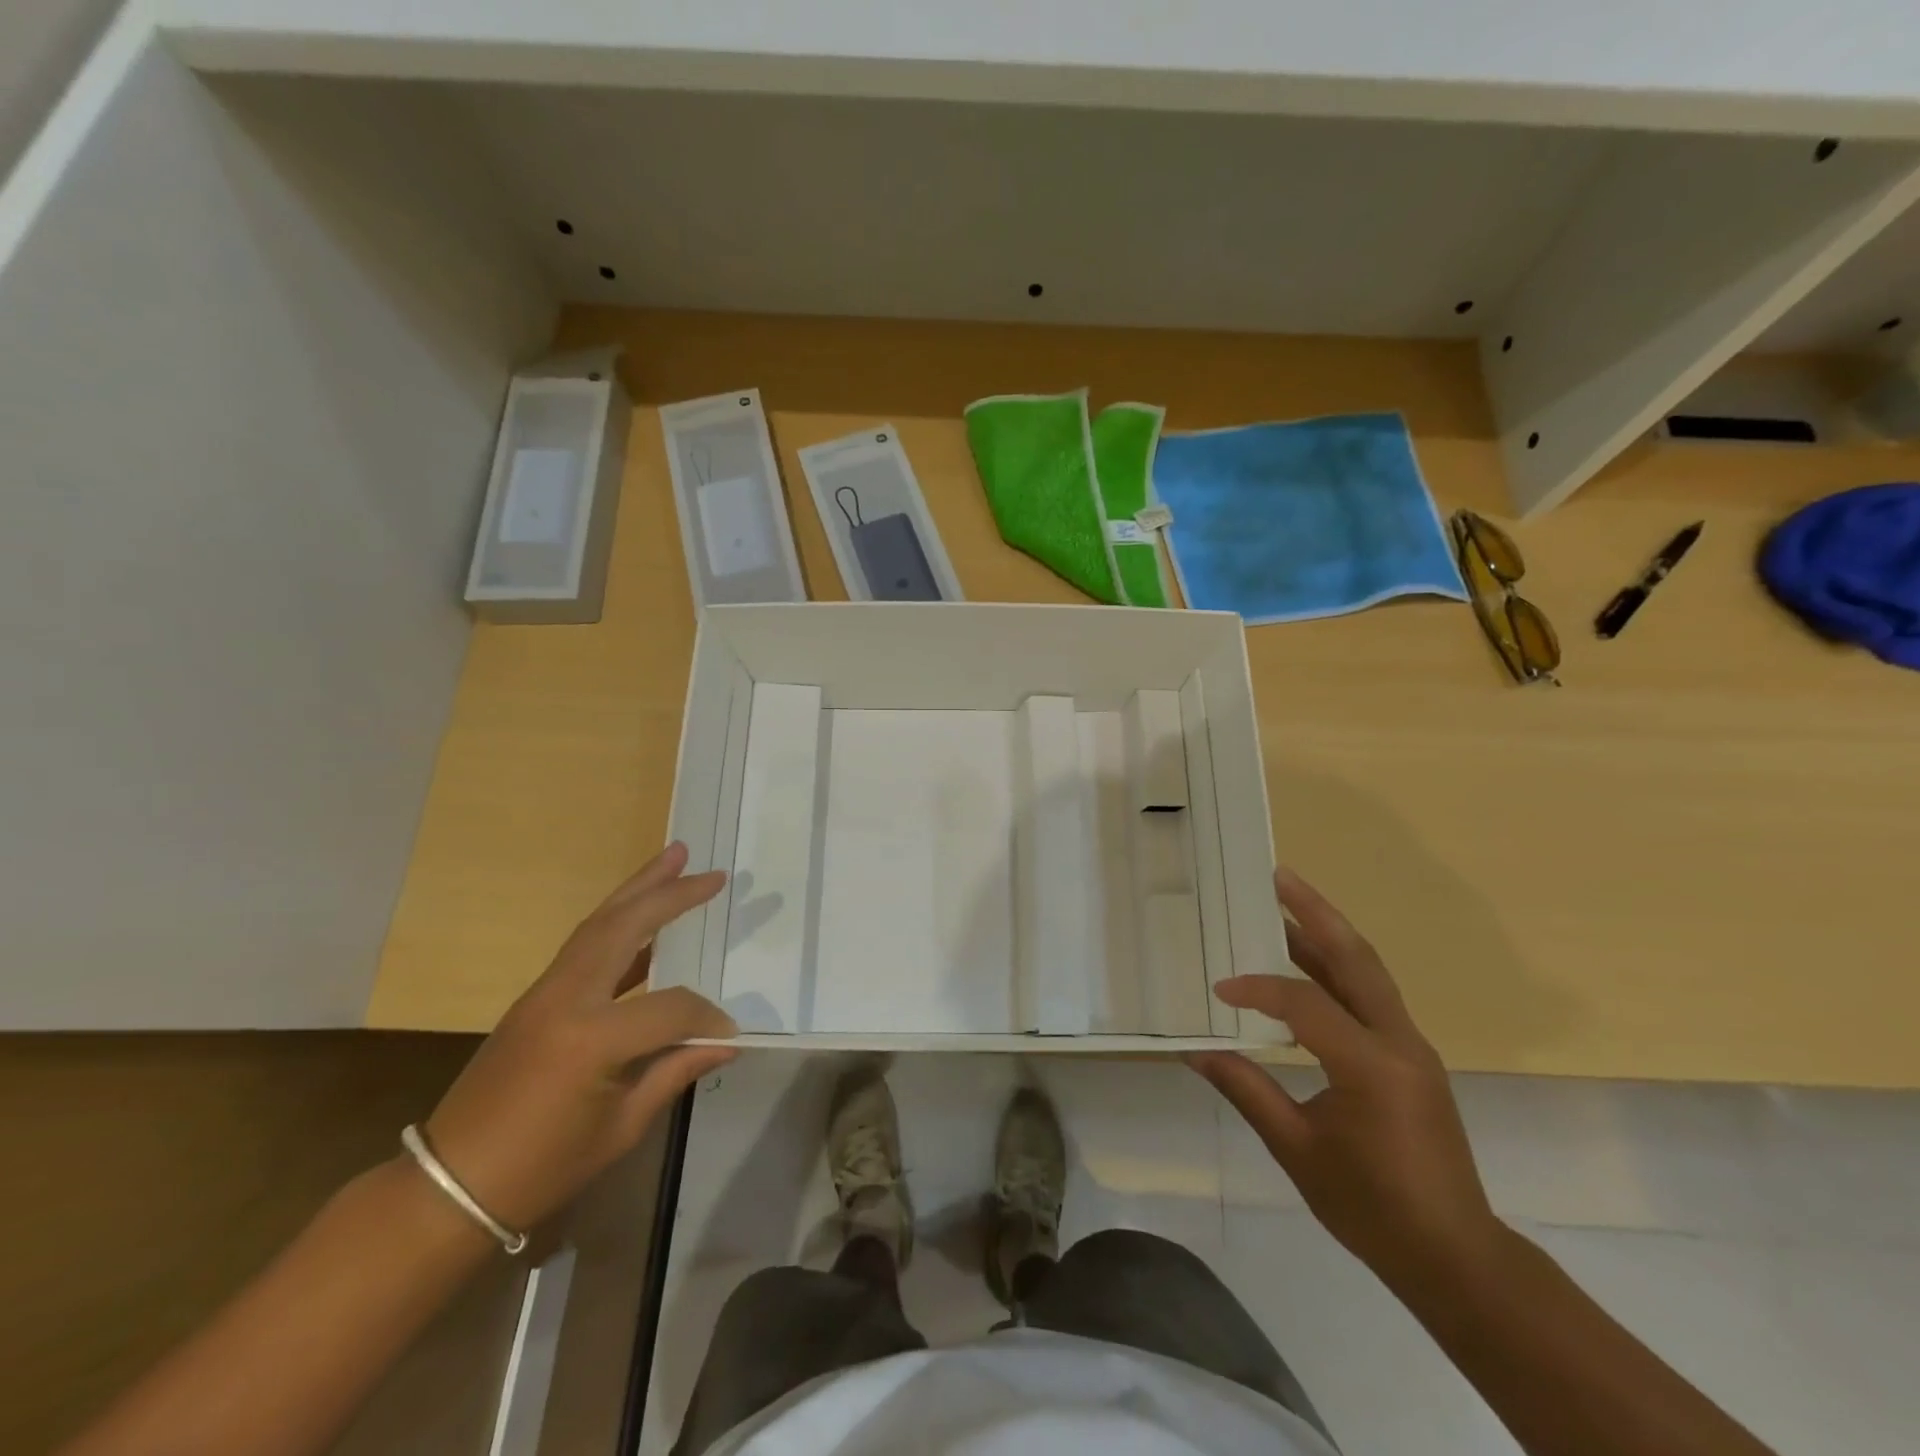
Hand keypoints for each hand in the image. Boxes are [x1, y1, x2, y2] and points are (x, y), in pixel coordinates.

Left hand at [422, 843, 736, 1233]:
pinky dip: (617, 921)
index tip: (729, 1032)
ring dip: (638, 889)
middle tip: (710, 871)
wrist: (449, 1186)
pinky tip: (643, 917)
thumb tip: (726, 1041)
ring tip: (674, 858)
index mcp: (592, 1038)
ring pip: (598, 923)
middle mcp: (567, 998)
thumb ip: (675, 1071)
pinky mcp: (534, 996)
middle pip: (624, 927)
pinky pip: (583, 945)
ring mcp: (545, 991)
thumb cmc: (541, 1168)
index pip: (671, 1007)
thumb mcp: (620, 1128)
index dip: (707, 1018)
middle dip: (670, 894)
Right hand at [1187, 867, 1501, 1290]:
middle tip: (1277, 876)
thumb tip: (1194, 1050)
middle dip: (1316, 912)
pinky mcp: (1411, 1056)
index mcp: (1371, 1066)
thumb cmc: (1372, 1208)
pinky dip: (1336, 969)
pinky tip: (1305, 966)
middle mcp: (1399, 1042)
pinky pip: (1370, 996)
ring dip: (1328, 933)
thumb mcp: (1298, 1151)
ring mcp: (1412, 1046)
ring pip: (1368, 971)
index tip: (1218, 989)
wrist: (1454, 1256)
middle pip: (1356, 959)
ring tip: (1286, 901)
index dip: (1258, 989)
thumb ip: (1247, 1090)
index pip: (1305, 1004)